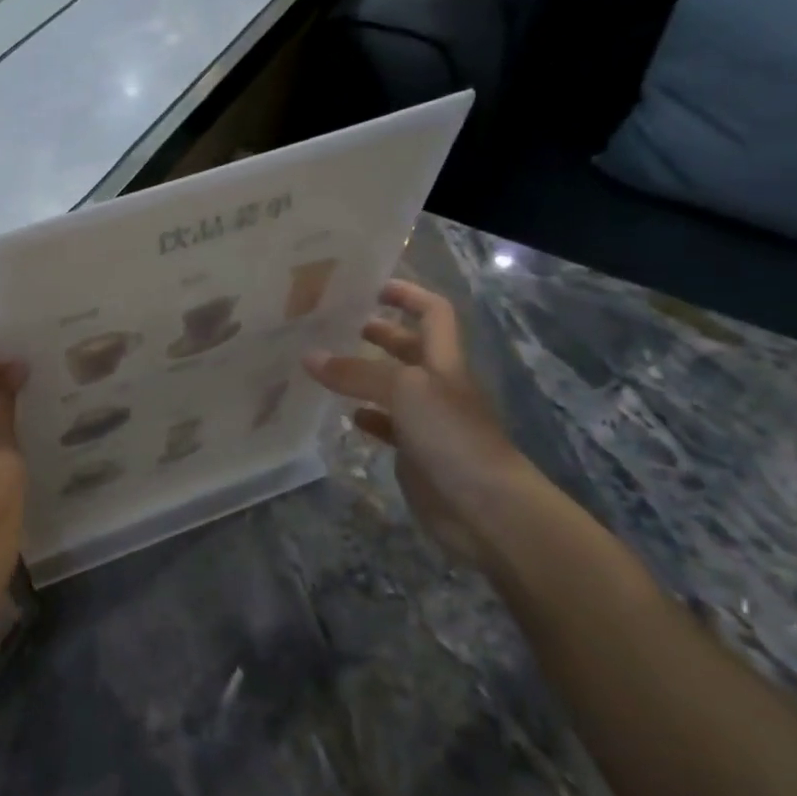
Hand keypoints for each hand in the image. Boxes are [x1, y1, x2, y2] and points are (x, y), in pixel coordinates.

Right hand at [303, 280, 539, 566]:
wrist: (488, 509)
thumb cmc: (453, 436)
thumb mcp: (404, 391)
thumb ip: (356, 373)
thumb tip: (308, 356)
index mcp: (443, 361)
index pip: (432, 313)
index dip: (407, 294)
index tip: (370, 286)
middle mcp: (436, 385)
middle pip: (408, 347)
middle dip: (376, 332)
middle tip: (331, 324)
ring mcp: (427, 420)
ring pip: (391, 386)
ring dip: (363, 374)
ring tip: (323, 365)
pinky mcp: (416, 452)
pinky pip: (386, 425)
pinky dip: (366, 416)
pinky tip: (344, 415)